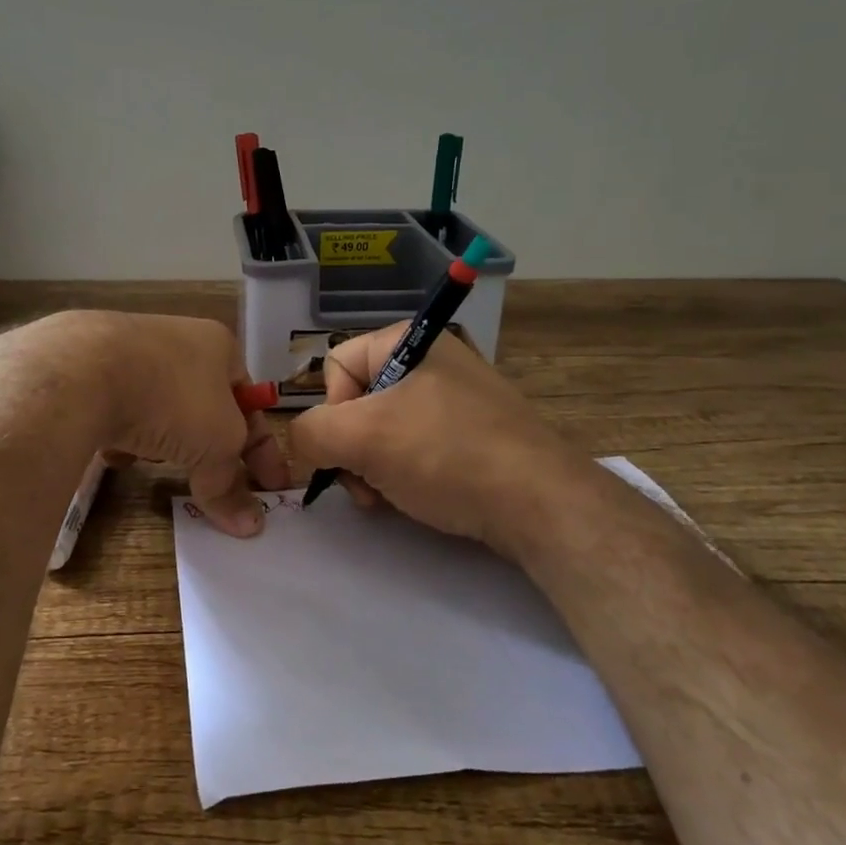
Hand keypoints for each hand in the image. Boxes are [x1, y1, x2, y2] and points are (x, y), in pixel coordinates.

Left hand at [0, 311, 286, 536]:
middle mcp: (177, 342)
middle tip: (218, 484)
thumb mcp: (216, 443)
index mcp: (218, 346)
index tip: (273, 488)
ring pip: (162, 408)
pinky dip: (126, 435)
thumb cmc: (172, 397)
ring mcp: (130, 352)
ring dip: (168, 440)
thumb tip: (250, 526)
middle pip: (206, 406)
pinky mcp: (90, 371)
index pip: (251, 403)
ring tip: (162, 465)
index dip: (264, 448)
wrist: (83, 370)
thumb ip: (231, 483)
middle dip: (213, 447)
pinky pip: (120, 410)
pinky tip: (118, 454)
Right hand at [287, 323, 577, 554]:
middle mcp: (434, 361)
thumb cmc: (445, 455)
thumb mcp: (363, 437)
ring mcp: (459, 399)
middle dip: (353, 448)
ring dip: (374, 468)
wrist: (540, 504)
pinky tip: (418, 499)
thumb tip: (305, 444)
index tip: (350, 448)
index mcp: (410, 340)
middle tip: (367, 485)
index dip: (332, 411)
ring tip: (391, 498)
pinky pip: (420, 448)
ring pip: (386, 431)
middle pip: (360, 402)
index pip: (337, 366)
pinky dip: (407, 475)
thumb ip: (311, 433)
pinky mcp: (476, 435)